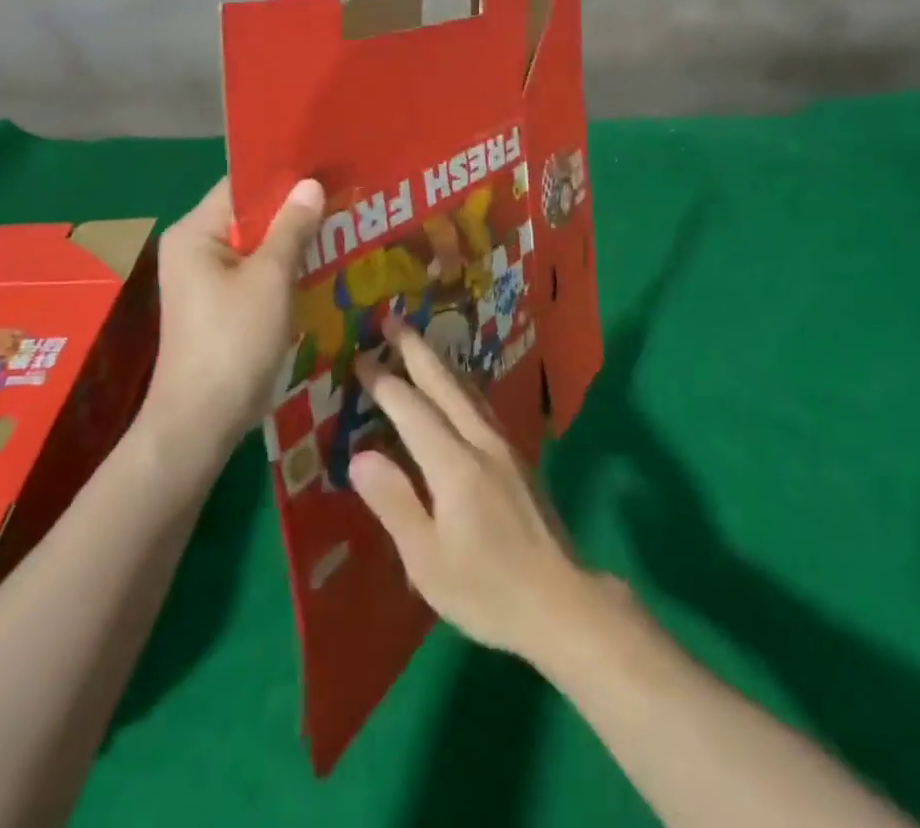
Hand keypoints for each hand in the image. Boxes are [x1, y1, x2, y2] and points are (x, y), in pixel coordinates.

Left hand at [143, 176, 323, 452]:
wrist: (201, 422)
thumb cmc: (234, 341)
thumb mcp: (271, 278)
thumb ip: (292, 227)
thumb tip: (311, 184)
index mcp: (194, 233)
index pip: (241, 187)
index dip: (284, 176)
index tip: (327, 168)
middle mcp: (194, 249)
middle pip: (250, 215)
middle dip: (296, 209)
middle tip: (344, 195)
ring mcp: (206, 280)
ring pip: (257, 246)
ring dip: (295, 239)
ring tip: (343, 223)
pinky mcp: (221, 305)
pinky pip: (257, 272)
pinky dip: (286, 266)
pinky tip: (324, 262)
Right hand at [351, 328, 591, 661]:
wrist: (560, 599)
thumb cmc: (486, 589)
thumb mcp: (427, 560)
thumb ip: (395, 502)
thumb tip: (360, 454)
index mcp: (455, 465)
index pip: (413, 410)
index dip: (385, 383)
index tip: (361, 357)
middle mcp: (482, 442)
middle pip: (445, 385)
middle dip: (417, 351)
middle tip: (392, 319)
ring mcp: (504, 446)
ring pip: (467, 391)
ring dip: (440, 363)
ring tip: (419, 344)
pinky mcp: (516, 457)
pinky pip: (480, 406)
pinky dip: (459, 386)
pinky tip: (456, 389)